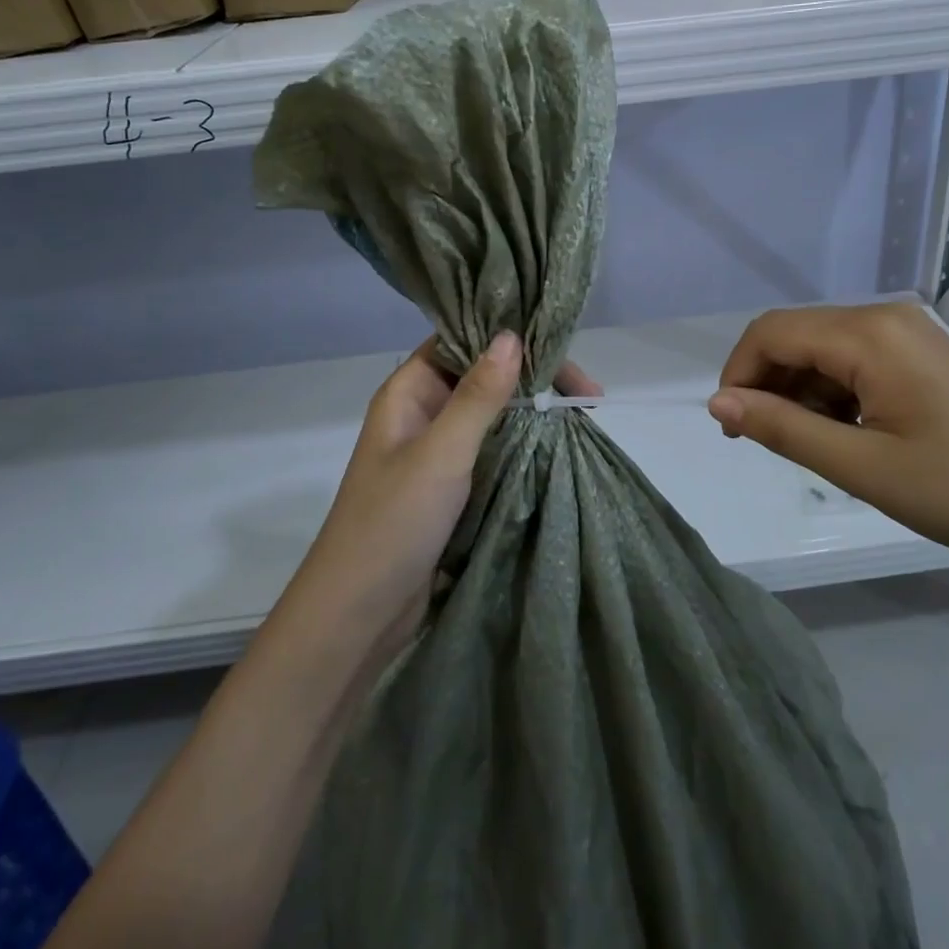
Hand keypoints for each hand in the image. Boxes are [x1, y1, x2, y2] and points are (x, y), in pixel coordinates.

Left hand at [283, 334, 600, 653]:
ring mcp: (439, 451)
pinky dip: (525, 442)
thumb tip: (511, 335)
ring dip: (533, 410)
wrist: (360, 613)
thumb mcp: (441, 452)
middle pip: (483, 376)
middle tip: (588, 393)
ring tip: (583, 414)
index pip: (461, 341)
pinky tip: (559, 444)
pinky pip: (494, 449)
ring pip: (493, 414)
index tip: (557, 342)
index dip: (507, 335)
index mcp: (409, 392)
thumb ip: (478, 395)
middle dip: (532, 377)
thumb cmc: (393, 521)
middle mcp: (424, 413)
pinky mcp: (453, 486)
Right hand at [707, 302, 948, 579]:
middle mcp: (885, 317)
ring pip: (822, 349)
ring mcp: (908, 333)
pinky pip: (854, 360)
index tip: (731, 428)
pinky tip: (843, 434)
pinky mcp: (921, 354)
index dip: (738, 374)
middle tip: (759, 441)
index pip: (771, 332)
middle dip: (766, 383)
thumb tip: (717, 402)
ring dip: (799, 391)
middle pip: (795, 336)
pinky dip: (832, 393)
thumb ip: (782, 428)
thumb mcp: (861, 466)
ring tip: (808, 446)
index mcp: (869, 334)